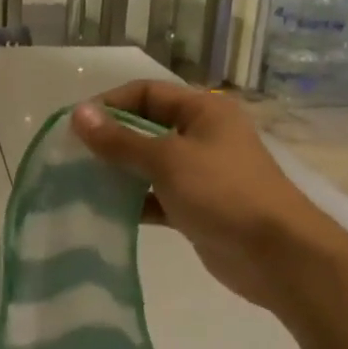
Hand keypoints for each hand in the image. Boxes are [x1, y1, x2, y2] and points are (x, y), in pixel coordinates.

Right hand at [70, 82, 327, 310]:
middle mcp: (202, 135)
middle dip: (109, 140)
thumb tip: (77, 114)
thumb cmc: (223, 193)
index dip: (109, 104)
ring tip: (79, 183)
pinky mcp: (195, 207)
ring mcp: (200, 173)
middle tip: (71, 157)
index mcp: (204, 110)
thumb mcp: (167, 161)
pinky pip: (155, 197)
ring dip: (118, 172)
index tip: (74, 127)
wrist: (276, 255)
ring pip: (148, 165)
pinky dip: (132, 202)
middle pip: (145, 127)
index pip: (146, 93)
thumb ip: (120, 140)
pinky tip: (103, 211)